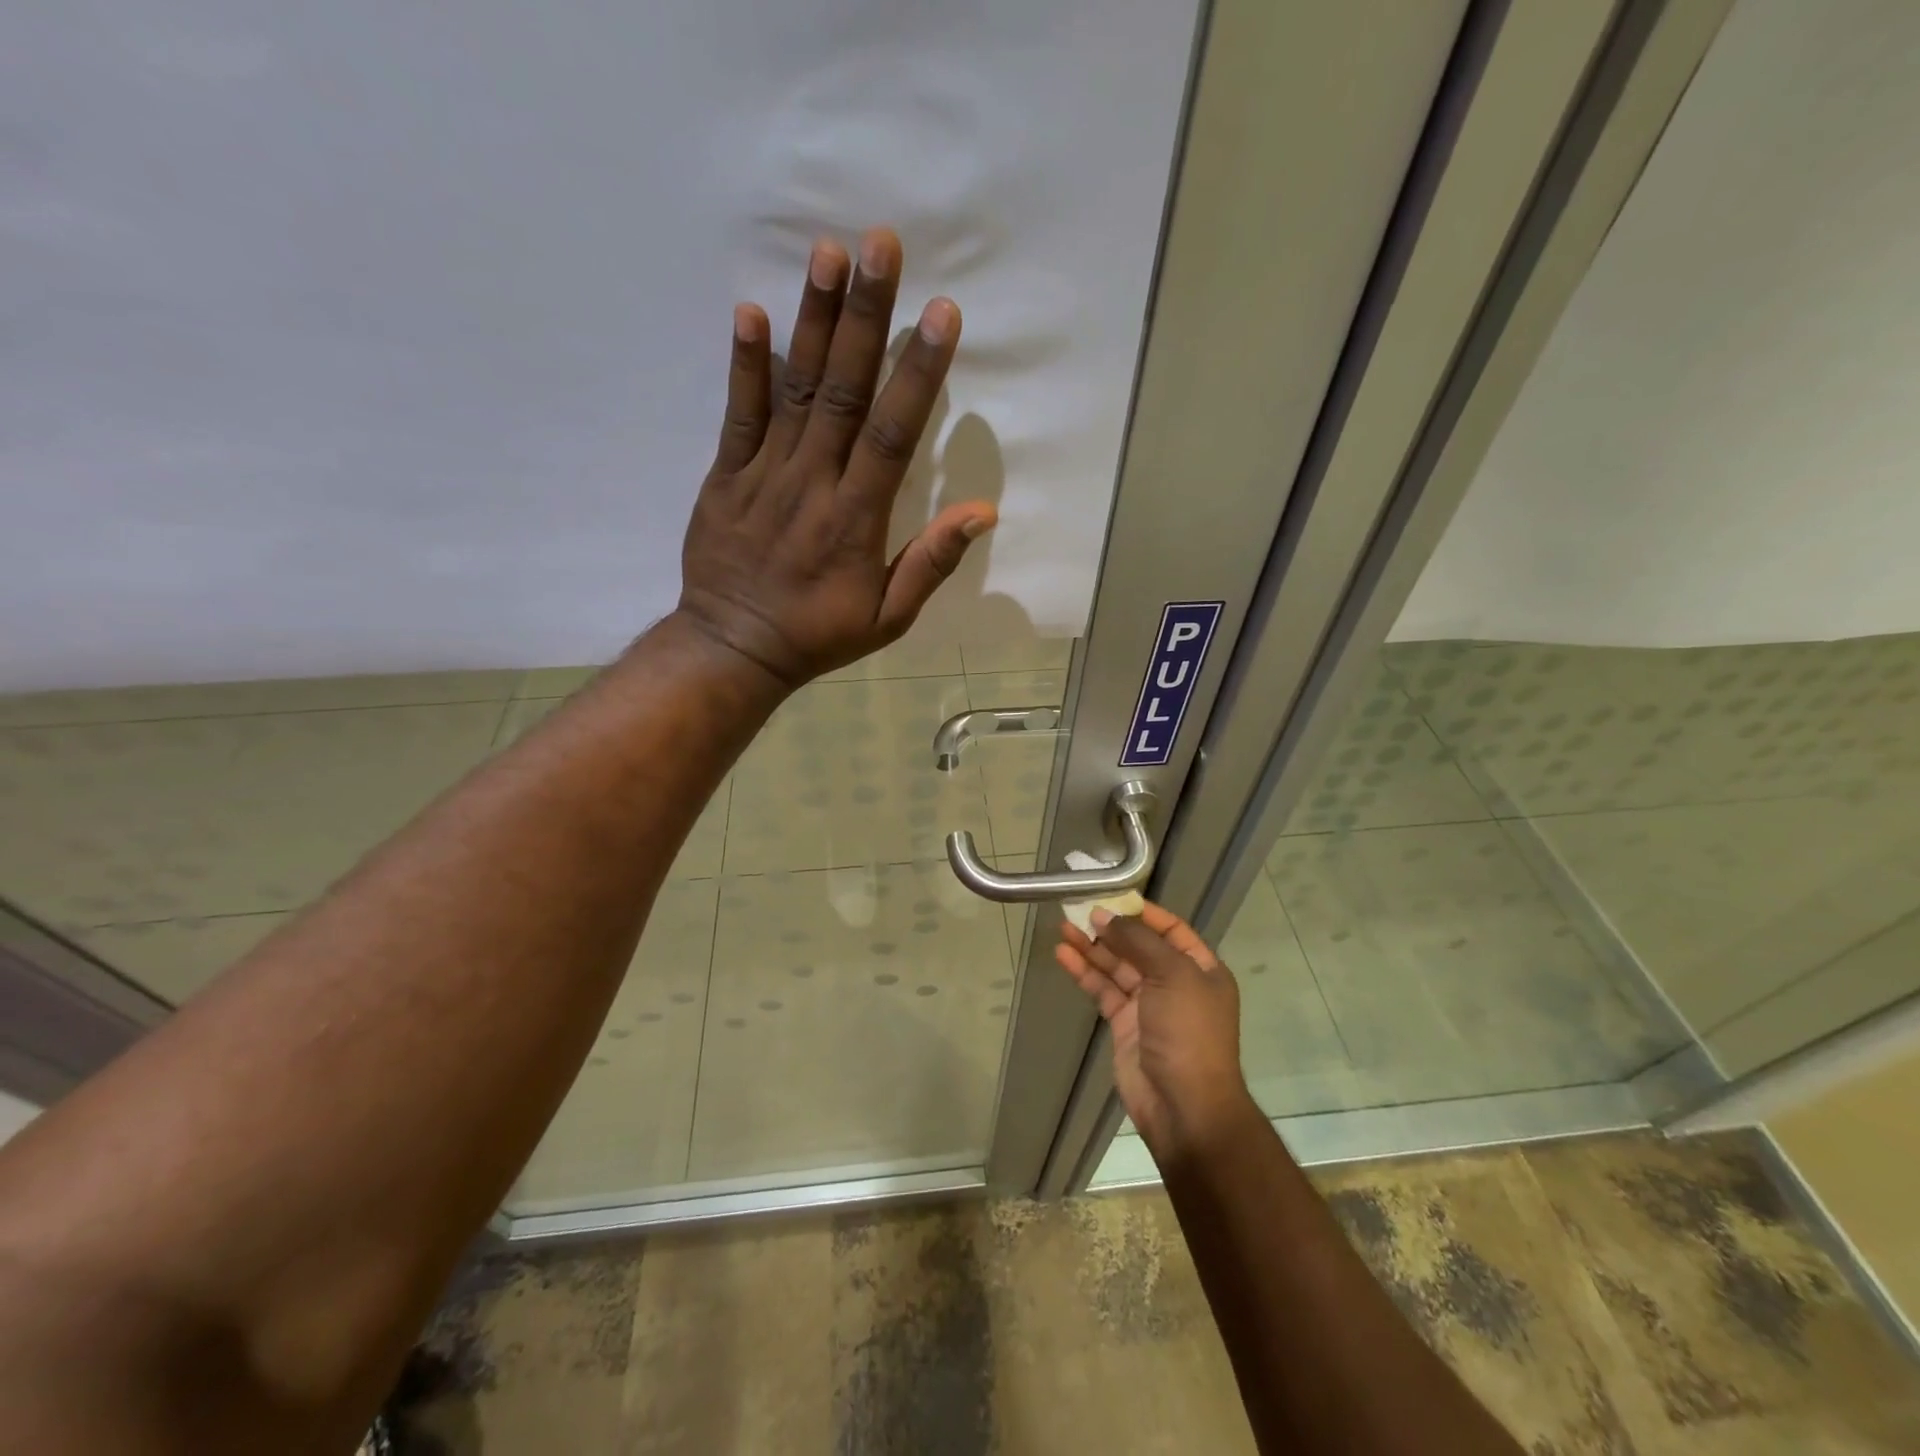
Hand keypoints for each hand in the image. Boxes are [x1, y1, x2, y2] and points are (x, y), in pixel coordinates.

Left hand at [676, 228, 997, 687]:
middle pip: (843, 392)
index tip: (939, 315)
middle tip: (880, 246)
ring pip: (793, 391)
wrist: (734, 649)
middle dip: (865, 317)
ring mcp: (763, 475)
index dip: (917, 373)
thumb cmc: (818, 634)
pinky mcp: (724, 477)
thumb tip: (982, 513)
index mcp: (856, 518)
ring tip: (827, 254)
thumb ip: (931, 563)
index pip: (893, 433)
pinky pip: (737, 415)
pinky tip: (754, 313)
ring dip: (812, 322)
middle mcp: (812, 483)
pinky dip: (746, 365)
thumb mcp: (888, 617)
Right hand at [1056, 903, 1255, 1158]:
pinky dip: (1085, 972)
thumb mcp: (1173, 975)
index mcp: (1201, 969)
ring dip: (1092, 947)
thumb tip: (1105, 916)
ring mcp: (1149, 1005)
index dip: (1141, 913)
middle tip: (1077, 909)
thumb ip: (1138, 941)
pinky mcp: (1124, 1025)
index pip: (1170, 929)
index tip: (1110, 897)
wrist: (1185, 1106)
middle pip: (1138, 946)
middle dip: (1110, 928)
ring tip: (1063, 927)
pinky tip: (1064, 955)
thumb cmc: (1188, 1032)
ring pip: (1116, 967)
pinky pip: (1103, 990)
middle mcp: (1176, 983)